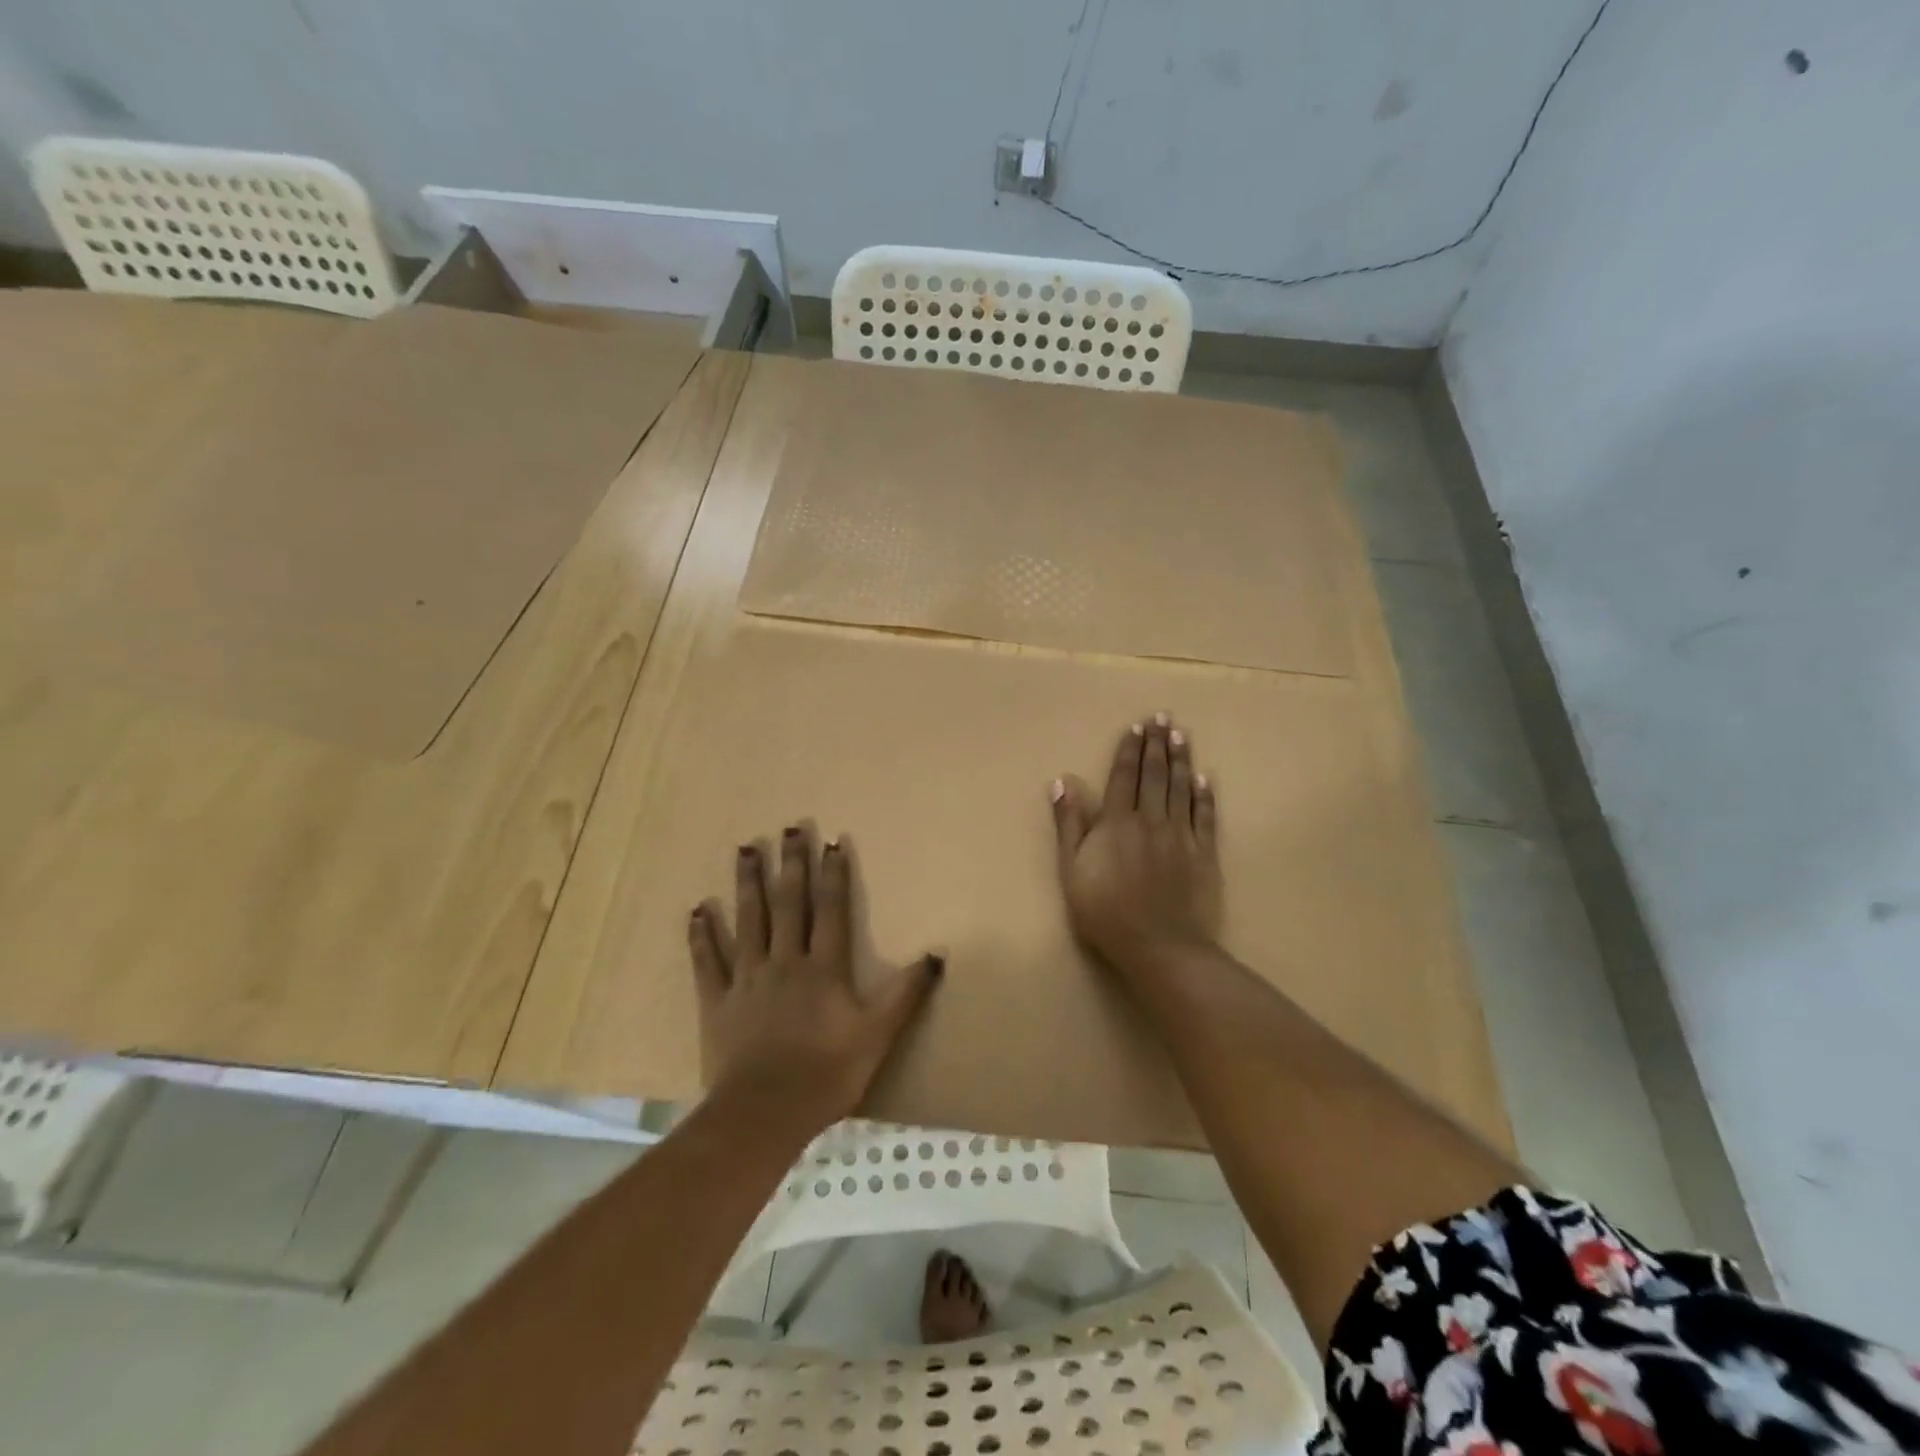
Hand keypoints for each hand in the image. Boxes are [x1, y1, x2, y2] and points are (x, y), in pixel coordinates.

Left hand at [689, 827, 941, 1131]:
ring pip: (748, 920)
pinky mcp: (718, 1002)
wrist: (766, 1113)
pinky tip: (698, 910)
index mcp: (823, 968)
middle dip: (791, 864)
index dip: (833, 874)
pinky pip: (709, 962)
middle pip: (787, 904)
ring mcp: (748, 979)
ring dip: (747, 883)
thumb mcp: (878, 1035)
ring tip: (746, 849)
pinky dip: (702, 935)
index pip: (830, 909)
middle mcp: (784, 961)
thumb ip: (905, 994)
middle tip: (788, 829)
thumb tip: (936, 955)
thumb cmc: (827, 1073)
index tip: (832, 842)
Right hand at [1050, 715, 1221, 980]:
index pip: (1124, 776)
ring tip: (1181, 735)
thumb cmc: (1106, 911)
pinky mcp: (1204, 853)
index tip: (1136, 727)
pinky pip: (1205, 816)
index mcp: (1117, 822)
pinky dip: (1205, 794)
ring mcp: (1181, 835)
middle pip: (1155, 774)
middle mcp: (1150, 819)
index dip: (1129, 750)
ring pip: (1181, 788)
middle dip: (1157, 744)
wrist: (1160, 945)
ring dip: (1181, 759)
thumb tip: (1062, 782)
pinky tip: (1205, 777)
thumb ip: (1069, 825)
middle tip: (1163, 717)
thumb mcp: (1072, 870)